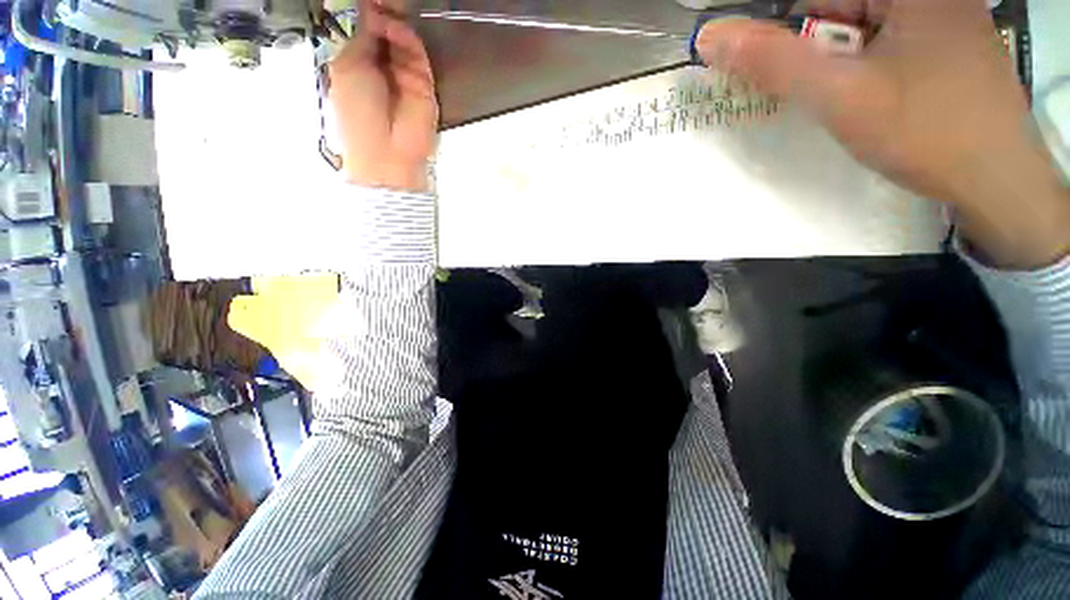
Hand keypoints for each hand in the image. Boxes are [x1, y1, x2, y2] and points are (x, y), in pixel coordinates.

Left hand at [328, 0, 437, 191]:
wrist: (386, 151)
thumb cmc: (358, 112)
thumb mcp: (348, 67)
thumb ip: (361, 37)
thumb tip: (371, 8)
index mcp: (360, 62)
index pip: (366, 30)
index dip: (367, 12)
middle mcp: (384, 65)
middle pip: (387, 30)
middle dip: (384, 12)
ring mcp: (406, 75)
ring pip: (403, 39)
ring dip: (394, 22)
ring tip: (386, 9)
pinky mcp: (424, 84)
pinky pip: (417, 55)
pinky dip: (407, 40)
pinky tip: (395, 29)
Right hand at [697, 0, 1069, 268]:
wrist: (998, 181)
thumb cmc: (925, 131)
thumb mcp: (840, 95)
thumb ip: (774, 62)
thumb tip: (711, 38)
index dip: (790, 37)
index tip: (786, 75)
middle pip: (844, 11)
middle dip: (821, 53)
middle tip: (833, 95)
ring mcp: (945, 16)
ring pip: (865, 29)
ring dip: (844, 63)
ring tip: (857, 100)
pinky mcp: (951, 43)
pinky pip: (889, 43)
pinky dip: (868, 67)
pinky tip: (877, 97)